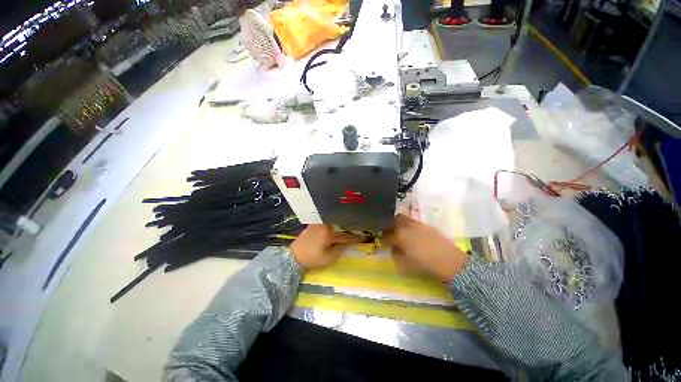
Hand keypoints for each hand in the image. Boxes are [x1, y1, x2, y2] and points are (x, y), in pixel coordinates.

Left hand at [290, 225, 361, 269]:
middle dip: (349, 229)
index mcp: (329, 233)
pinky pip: (327, 223)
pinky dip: (333, 225)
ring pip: (334, 223)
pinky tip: (336, 228)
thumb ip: (339, 250)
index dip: (355, 238)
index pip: (346, 236)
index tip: (364, 237)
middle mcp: (325, 224)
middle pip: (340, 226)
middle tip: (358, 230)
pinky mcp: (314, 224)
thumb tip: (345, 243)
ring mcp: (319, 223)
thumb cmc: (311, 258)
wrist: (293, 256)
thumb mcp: (328, 258)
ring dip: (341, 226)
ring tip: (348, 228)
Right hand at [383, 214, 468, 282]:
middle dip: (390, 225)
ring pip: (404, 219)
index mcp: (399, 236)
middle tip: (390, 233)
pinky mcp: (427, 225)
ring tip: (401, 232)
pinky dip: (409, 225)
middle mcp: (407, 226)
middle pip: (394, 221)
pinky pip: (413, 222)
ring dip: (399, 224)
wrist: (449, 261)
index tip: (383, 242)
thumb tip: (393, 248)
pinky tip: (413, 234)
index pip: (387, 235)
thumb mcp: (405, 264)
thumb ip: (396, 255)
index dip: (384, 239)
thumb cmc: (424, 264)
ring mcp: (417, 224)